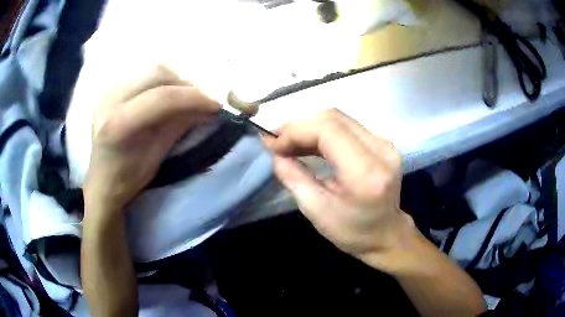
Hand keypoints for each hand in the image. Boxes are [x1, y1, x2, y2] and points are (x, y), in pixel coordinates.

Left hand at [83, 65, 219, 216]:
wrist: (102, 180)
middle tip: (202, 100)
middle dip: (186, 85)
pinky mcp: (110, 89)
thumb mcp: (156, 156)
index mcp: (118, 125)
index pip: (162, 98)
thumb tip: (208, 108)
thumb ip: (179, 126)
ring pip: (151, 69)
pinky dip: (162, 81)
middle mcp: (109, 100)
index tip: (216, 105)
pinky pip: (142, 74)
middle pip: (157, 74)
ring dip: (175, 80)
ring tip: (186, 96)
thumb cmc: (128, 178)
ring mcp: (108, 91)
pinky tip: (167, 94)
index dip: (194, 98)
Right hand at [263, 109, 415, 265]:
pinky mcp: (382, 143)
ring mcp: (384, 144)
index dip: (296, 131)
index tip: (272, 144)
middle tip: (277, 141)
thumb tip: (275, 153)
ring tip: (288, 142)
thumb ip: (293, 177)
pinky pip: (347, 127)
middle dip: (299, 125)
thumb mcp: (316, 211)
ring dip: (309, 126)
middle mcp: (381, 150)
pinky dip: (323, 131)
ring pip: (339, 118)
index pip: (328, 131)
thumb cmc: (353, 231)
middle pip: (333, 118)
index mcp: (366, 172)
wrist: (387, 235)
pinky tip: (307, 143)